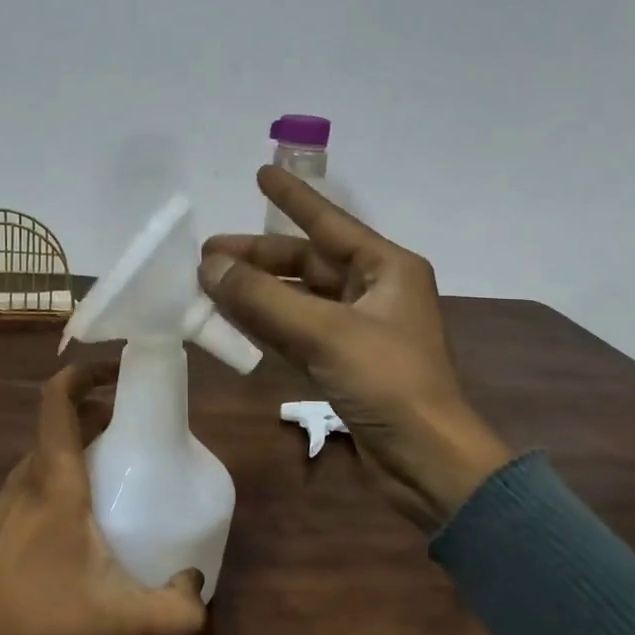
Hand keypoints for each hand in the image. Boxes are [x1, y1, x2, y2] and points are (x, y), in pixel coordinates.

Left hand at [0, 361, 209, 634]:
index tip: (121, 371)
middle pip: (63, 423)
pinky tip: (85, 519)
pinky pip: (36, 479)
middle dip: (102, 415)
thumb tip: (199, 588)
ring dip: (83, 447)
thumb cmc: (34, 615)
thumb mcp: (115, 621)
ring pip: (49, 452)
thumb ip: (171, 612)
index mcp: (54, 477)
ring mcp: (6, 498)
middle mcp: (27, 475)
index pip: (59, 398)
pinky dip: (64, 475)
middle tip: (141, 432)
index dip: (86, 372)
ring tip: (121, 473)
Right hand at [199, 165, 512, 528]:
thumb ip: (264, 299)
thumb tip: (210, 267)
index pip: (329, 223)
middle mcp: (374, 292)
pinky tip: (233, 319)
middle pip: (307, 263)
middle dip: (259, 257)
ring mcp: (359, 330)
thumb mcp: (325, 334)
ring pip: (298, 299)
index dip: (293, 198)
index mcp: (387, 269)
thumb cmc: (388, 383)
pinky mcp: (345, 365)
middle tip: (207, 254)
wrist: (426, 461)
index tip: (260, 173)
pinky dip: (266, 325)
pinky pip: (297, 332)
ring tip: (209, 282)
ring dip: (257, 291)